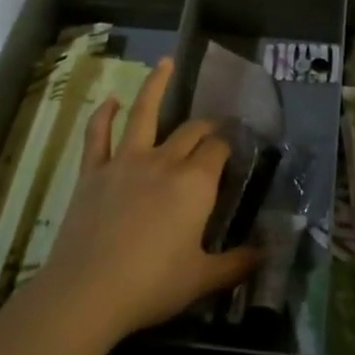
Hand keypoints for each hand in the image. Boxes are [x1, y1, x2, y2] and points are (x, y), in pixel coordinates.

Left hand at [38, 59, 259, 344]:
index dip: (227, 145)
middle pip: (190, 131)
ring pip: (143, 113)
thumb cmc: (152, 285)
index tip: (233, 147)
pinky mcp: (93, 171)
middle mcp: (164, 161)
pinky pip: (98, 135)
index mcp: (195, 183)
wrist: (88, 292)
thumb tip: (266, 255)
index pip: (218, 150)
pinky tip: (111, 100)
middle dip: (205, 126)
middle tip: (213, 127)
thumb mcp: (203, 279)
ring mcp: (126, 161)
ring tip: (165, 62)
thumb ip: (237, 264)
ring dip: (156, 85)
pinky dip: (104, 114)